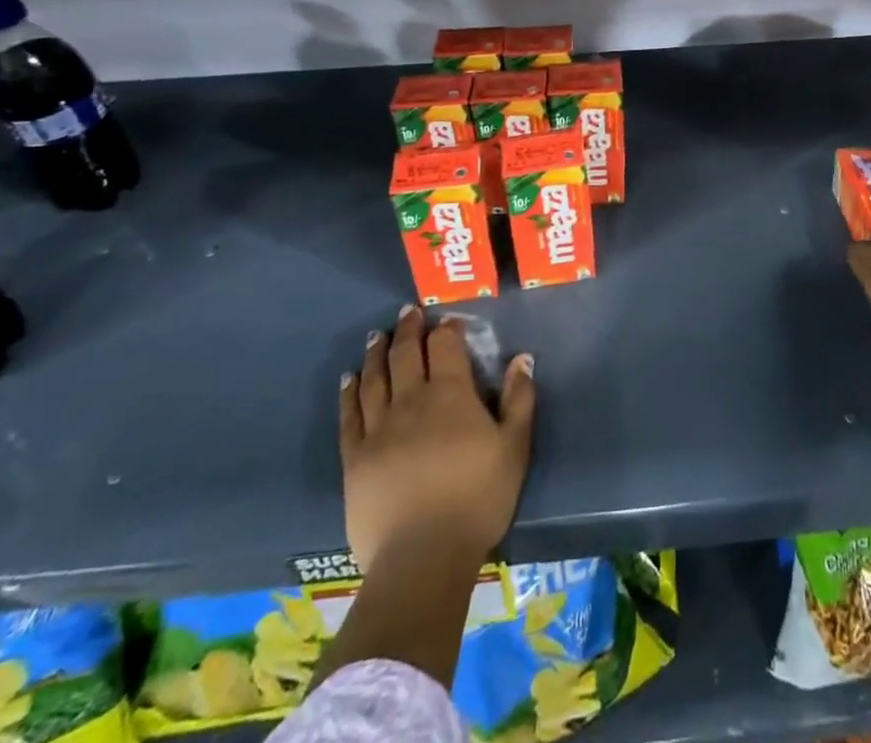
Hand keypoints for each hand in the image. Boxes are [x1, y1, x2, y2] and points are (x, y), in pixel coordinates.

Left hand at [340, 306, 536, 572]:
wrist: (422, 557)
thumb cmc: (477, 499)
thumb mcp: (514, 448)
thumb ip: (519, 399)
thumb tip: (522, 357)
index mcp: (450, 394)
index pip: (445, 346)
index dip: (446, 329)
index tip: (446, 320)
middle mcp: (411, 400)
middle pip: (406, 354)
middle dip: (407, 330)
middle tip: (406, 313)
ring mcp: (378, 428)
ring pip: (375, 378)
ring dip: (376, 353)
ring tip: (376, 337)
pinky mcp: (354, 457)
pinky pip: (349, 415)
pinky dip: (349, 392)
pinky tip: (349, 379)